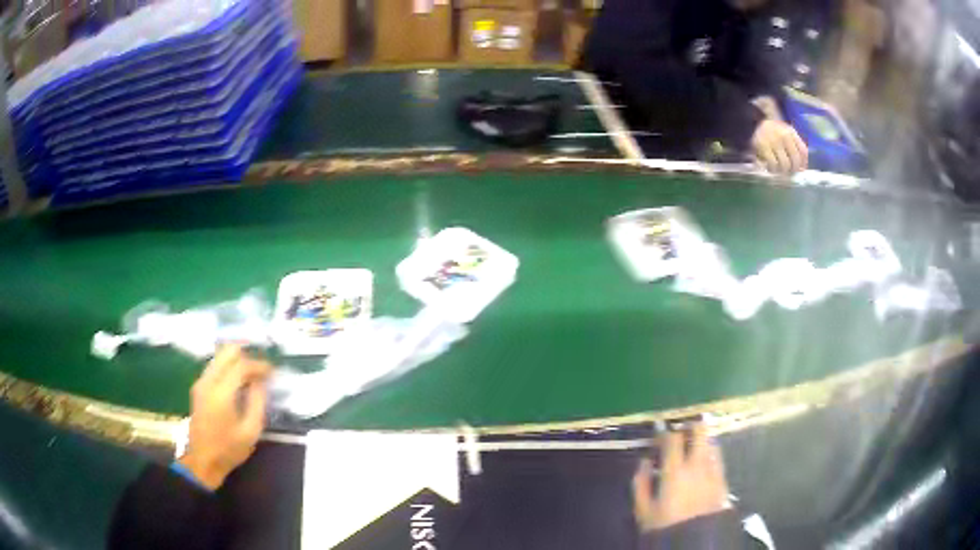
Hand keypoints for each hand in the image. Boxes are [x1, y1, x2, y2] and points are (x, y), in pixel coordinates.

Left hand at [178, 344, 271, 489]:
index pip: (241, 365)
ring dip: (237, 360)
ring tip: (252, 374)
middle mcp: (208, 381)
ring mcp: (200, 382)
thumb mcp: (251, 431)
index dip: (259, 365)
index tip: (272, 371)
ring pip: (219, 356)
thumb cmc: (229, 449)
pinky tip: (238, 381)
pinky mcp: (198, 387)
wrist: (203, 460)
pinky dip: (228, 366)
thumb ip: (258, 402)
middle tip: (261, 368)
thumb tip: (261, 382)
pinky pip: (215, 366)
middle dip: (246, 355)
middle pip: (227, 352)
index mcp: (221, 393)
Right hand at [633, 422, 730, 530]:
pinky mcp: (723, 480)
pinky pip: (719, 459)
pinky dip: (711, 455)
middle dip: (690, 426)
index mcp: (675, 470)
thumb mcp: (643, 509)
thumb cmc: (664, 526)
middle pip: (700, 431)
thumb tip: (644, 461)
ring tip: (692, 448)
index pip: (673, 438)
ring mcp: (714, 471)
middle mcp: (697, 465)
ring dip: (702, 440)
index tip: (659, 435)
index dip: (665, 432)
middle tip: (680, 432)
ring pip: (711, 442)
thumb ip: (640, 482)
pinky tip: (704, 463)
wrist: (694, 542)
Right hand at [751, 119, 808, 174]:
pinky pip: (772, 165)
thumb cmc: (773, 130)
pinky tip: (771, 167)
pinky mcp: (763, 147)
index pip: (803, 152)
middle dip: (793, 169)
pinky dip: (773, 169)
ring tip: (779, 169)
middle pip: (794, 161)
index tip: (800, 169)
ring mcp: (773, 142)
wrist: (754, 122)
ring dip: (782, 171)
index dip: (803, 164)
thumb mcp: (787, 133)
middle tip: (789, 171)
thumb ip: (797, 146)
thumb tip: (803, 167)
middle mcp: (783, 137)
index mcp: (790, 133)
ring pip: (783, 165)